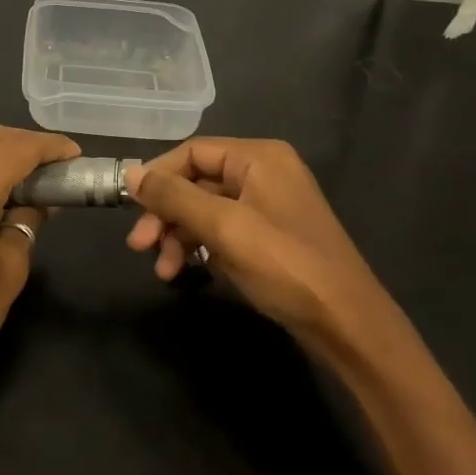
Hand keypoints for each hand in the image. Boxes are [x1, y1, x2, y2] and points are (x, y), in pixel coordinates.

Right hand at [125, 138, 388, 350]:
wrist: (345, 322)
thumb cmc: (284, 265)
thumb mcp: (224, 227)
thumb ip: (174, 197)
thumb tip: (130, 174)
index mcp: (259, 157)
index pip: (192, 152)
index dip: (157, 176)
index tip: (129, 207)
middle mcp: (263, 173)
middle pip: (196, 181)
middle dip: (166, 213)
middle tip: (139, 246)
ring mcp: (267, 206)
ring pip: (205, 210)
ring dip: (179, 236)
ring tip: (163, 271)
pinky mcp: (268, 237)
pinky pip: (222, 231)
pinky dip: (200, 248)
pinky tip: (187, 273)